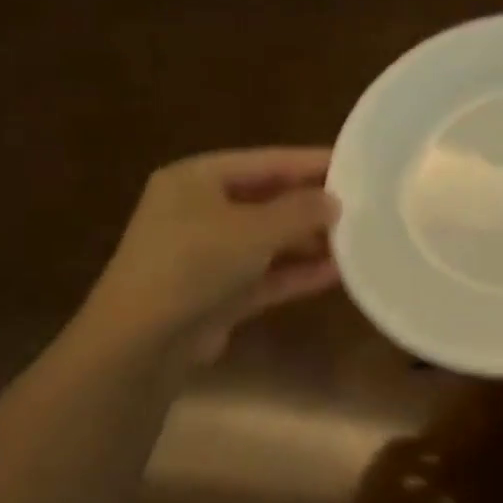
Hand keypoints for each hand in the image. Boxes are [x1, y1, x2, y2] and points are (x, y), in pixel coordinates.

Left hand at [76, 148, 339, 362]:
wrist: (142, 341)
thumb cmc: (194, 263)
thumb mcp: (254, 229)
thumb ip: (299, 211)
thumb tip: (334, 201)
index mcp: (195, 179)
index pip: (263, 161)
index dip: (308, 162)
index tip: (352, 163)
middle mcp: (198, 211)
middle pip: (265, 200)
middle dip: (310, 205)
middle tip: (359, 204)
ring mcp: (206, 255)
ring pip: (267, 241)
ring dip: (307, 242)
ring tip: (355, 239)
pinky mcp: (216, 293)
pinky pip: (264, 275)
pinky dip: (295, 273)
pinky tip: (335, 273)